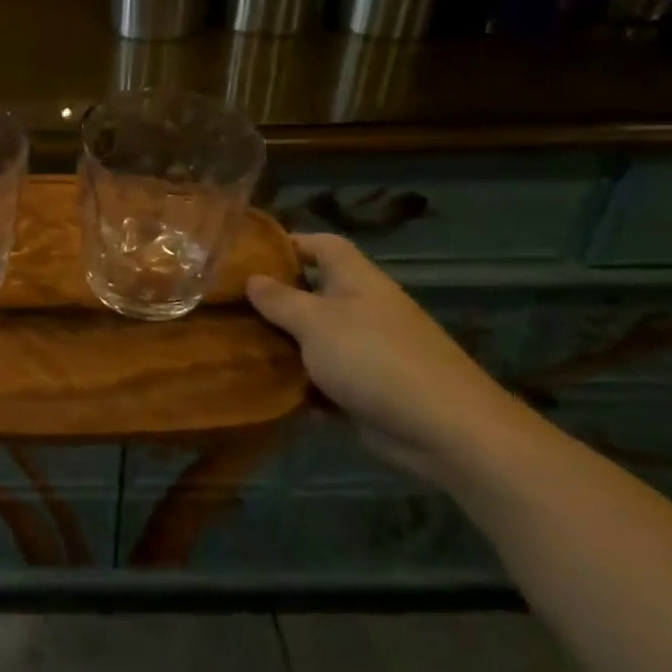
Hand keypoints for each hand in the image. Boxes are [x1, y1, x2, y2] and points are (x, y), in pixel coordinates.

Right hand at [246, 233, 528, 481]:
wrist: (444, 428)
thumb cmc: (374, 358)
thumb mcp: (315, 322)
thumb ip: (280, 300)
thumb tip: (252, 279)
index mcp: (357, 280)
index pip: (322, 245)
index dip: (289, 243)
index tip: (247, 255)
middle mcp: (362, 309)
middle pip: (313, 293)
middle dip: (274, 300)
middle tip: (228, 306)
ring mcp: (366, 351)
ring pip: (313, 340)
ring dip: (282, 345)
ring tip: (235, 346)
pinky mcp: (366, 389)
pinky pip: (323, 379)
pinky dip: (298, 384)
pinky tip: (262, 389)